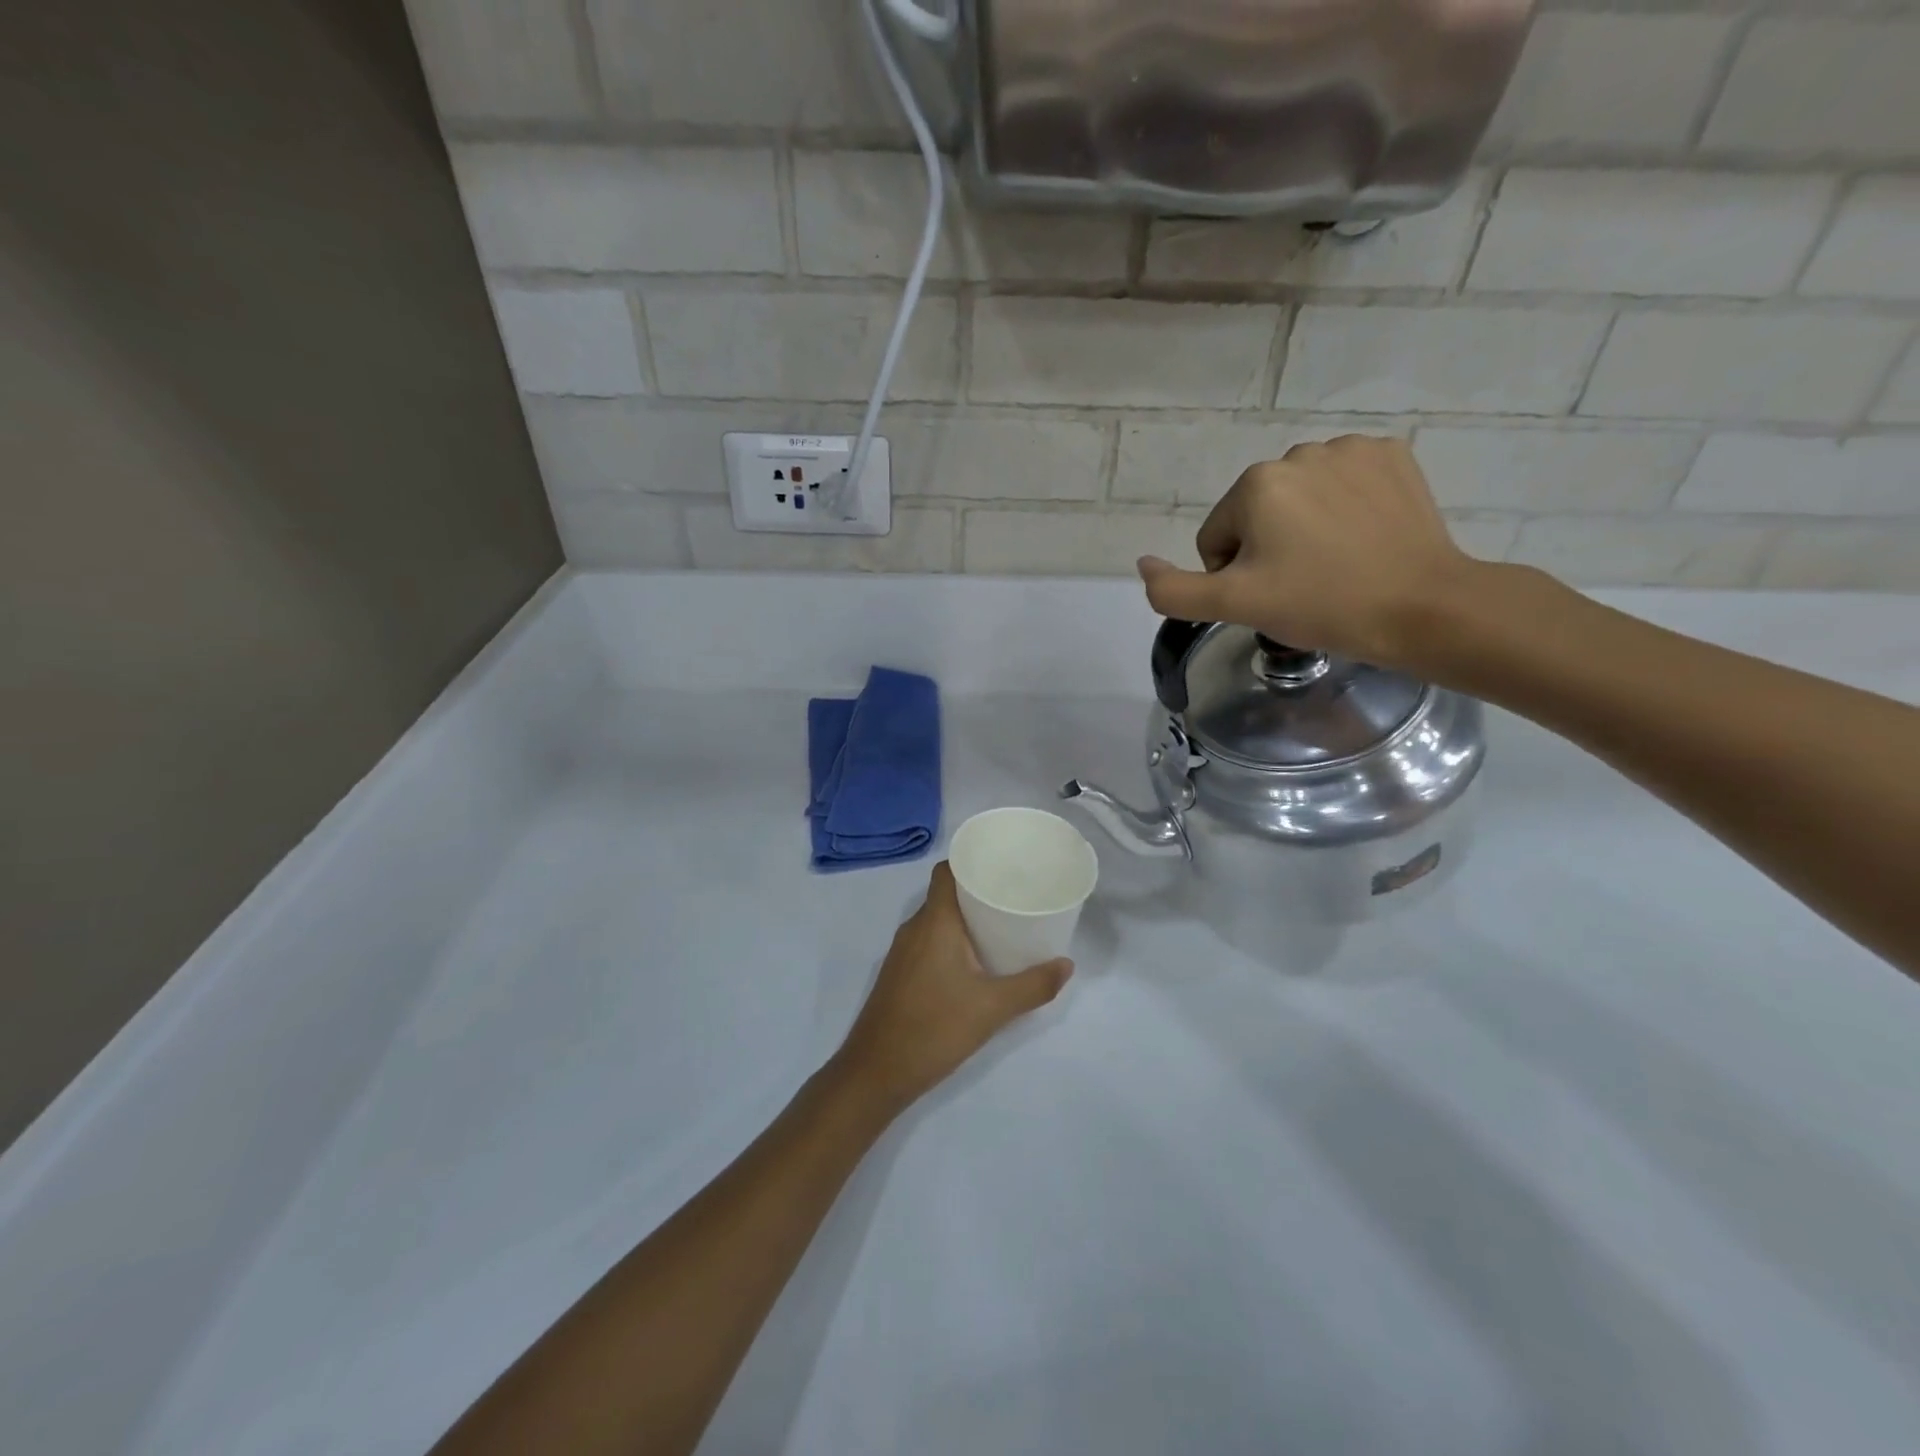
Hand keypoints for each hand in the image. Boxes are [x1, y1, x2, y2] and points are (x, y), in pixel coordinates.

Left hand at [833, 862, 1070, 1112]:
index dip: (972, 860)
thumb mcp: (992, 1008)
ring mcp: (903, 952)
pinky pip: (929, 941)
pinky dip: (952, 940)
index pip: (947, 871)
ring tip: (1002, 925)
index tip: (1003, 864)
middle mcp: (914, 928)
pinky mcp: (900, 974)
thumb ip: (1033, 986)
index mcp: (934, 921)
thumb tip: (1066, 965)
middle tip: (1015, 896)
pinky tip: (975, 961)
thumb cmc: (934, 1028)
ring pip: (937, 920)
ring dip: (966, 918)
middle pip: (946, 894)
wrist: (876, 1073)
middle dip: (978, 891)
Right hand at [1135, 435, 1480, 670]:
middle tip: (1303, 585)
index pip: (1217, 537)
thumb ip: (1173, 590)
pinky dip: (1346, 508)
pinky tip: (1365, 538)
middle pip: (1257, 514)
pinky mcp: (1394, 455)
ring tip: (1337, 564)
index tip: (1272, 596)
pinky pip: (1345, 483)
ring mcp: (1352, 449)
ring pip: (1300, 498)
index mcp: (1256, 484)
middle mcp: (1299, 452)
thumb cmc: (1321, 605)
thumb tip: (1143, 563)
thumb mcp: (1233, 606)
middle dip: (1269, 549)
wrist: (1422, 607)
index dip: (1234, 576)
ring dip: (1305, 528)